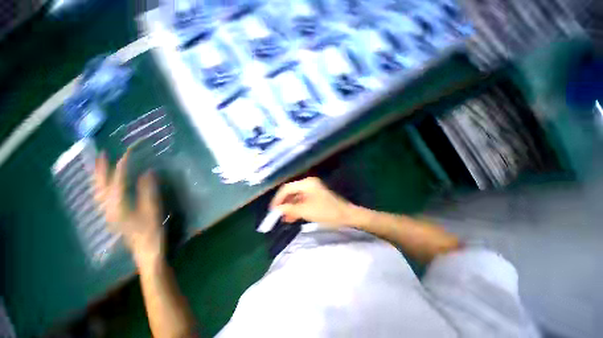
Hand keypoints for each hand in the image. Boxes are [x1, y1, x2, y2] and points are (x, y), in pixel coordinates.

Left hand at [94, 150, 163, 263]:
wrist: (145, 251)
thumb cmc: (151, 231)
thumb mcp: (153, 209)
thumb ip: (148, 190)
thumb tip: (147, 173)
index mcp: (119, 205)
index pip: (118, 180)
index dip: (122, 166)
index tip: (127, 154)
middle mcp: (108, 207)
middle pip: (101, 184)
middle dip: (101, 168)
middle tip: (102, 154)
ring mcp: (108, 212)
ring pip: (98, 191)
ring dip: (98, 177)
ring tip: (99, 165)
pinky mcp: (111, 216)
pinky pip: (101, 197)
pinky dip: (100, 187)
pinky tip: (103, 184)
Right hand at [270, 177, 355, 227]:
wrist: (346, 216)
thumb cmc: (326, 212)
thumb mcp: (306, 211)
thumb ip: (290, 209)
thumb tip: (277, 209)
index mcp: (306, 183)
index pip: (287, 188)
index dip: (278, 199)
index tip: (273, 210)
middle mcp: (308, 184)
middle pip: (291, 192)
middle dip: (284, 204)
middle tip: (277, 215)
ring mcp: (312, 190)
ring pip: (296, 198)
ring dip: (290, 208)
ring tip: (284, 219)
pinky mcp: (315, 196)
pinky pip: (302, 201)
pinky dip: (297, 208)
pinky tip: (292, 217)